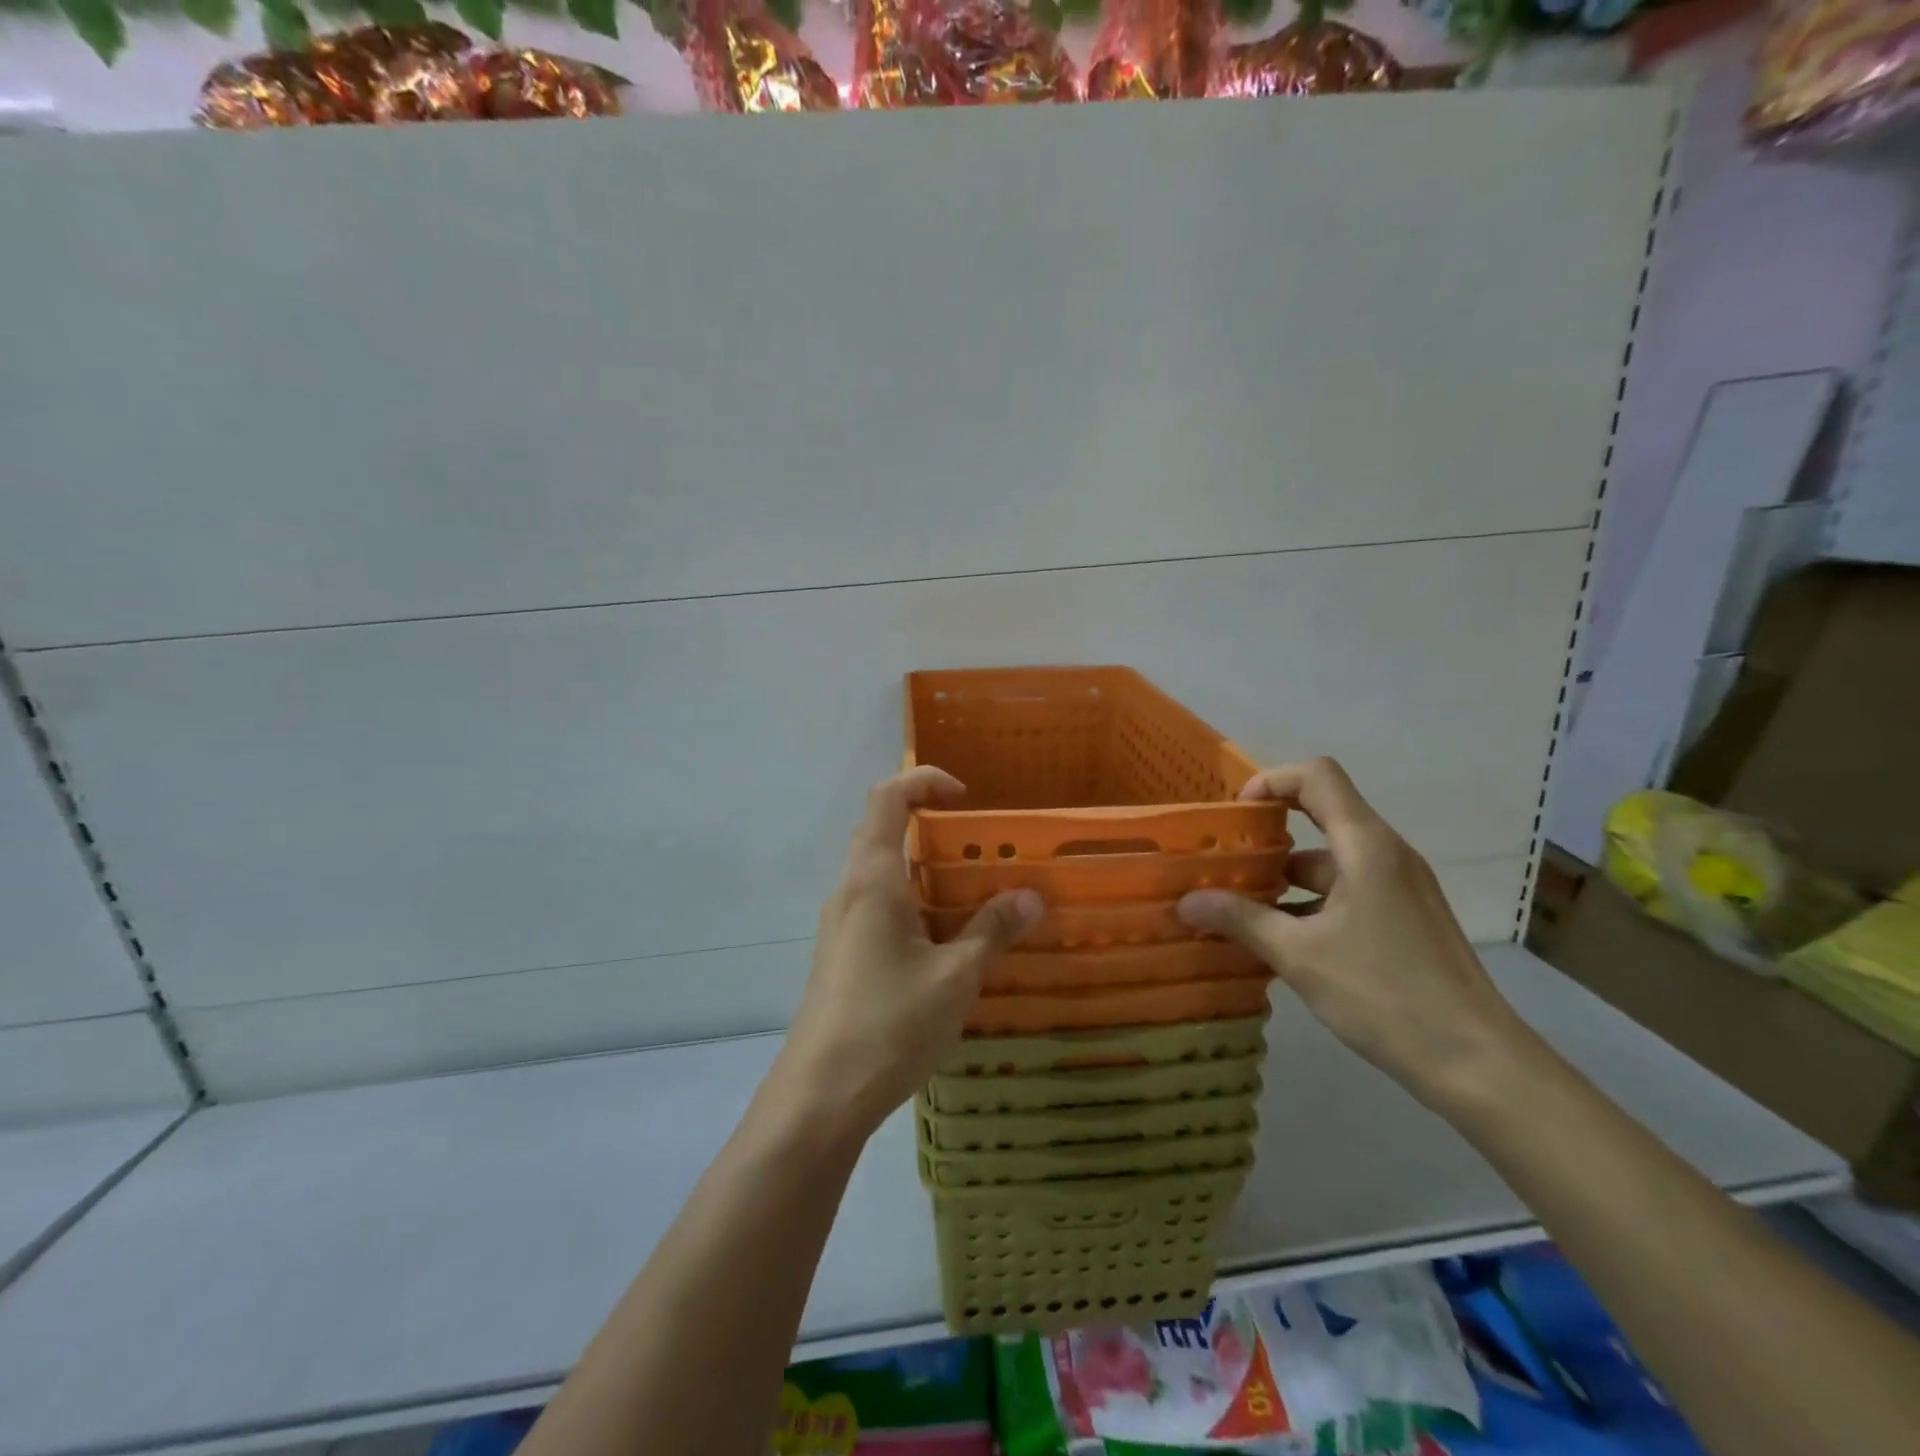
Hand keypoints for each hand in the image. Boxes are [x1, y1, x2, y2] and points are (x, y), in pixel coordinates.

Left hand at [775, 767, 1043, 1136]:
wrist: (819, 1097)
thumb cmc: (889, 1024)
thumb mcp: (955, 977)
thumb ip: (992, 931)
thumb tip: (1031, 897)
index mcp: (872, 880)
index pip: (887, 798)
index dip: (924, 781)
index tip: (966, 798)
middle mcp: (850, 892)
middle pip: (881, 832)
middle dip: (928, 826)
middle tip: (977, 849)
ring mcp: (840, 926)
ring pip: (882, 876)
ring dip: (924, 873)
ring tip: (973, 899)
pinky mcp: (841, 956)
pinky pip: (878, 909)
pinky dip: (913, 906)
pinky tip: (945, 947)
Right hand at [1177, 757, 1529, 1107]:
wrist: (1477, 1062)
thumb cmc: (1385, 994)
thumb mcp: (1299, 955)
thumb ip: (1240, 920)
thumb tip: (1186, 901)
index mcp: (1365, 846)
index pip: (1316, 776)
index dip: (1271, 781)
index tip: (1235, 816)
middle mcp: (1385, 853)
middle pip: (1321, 815)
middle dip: (1267, 835)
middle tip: (1223, 863)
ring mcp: (1398, 886)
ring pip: (1330, 860)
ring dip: (1284, 877)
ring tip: (1238, 907)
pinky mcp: (1404, 916)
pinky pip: (1346, 889)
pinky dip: (1308, 901)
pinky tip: (1278, 939)